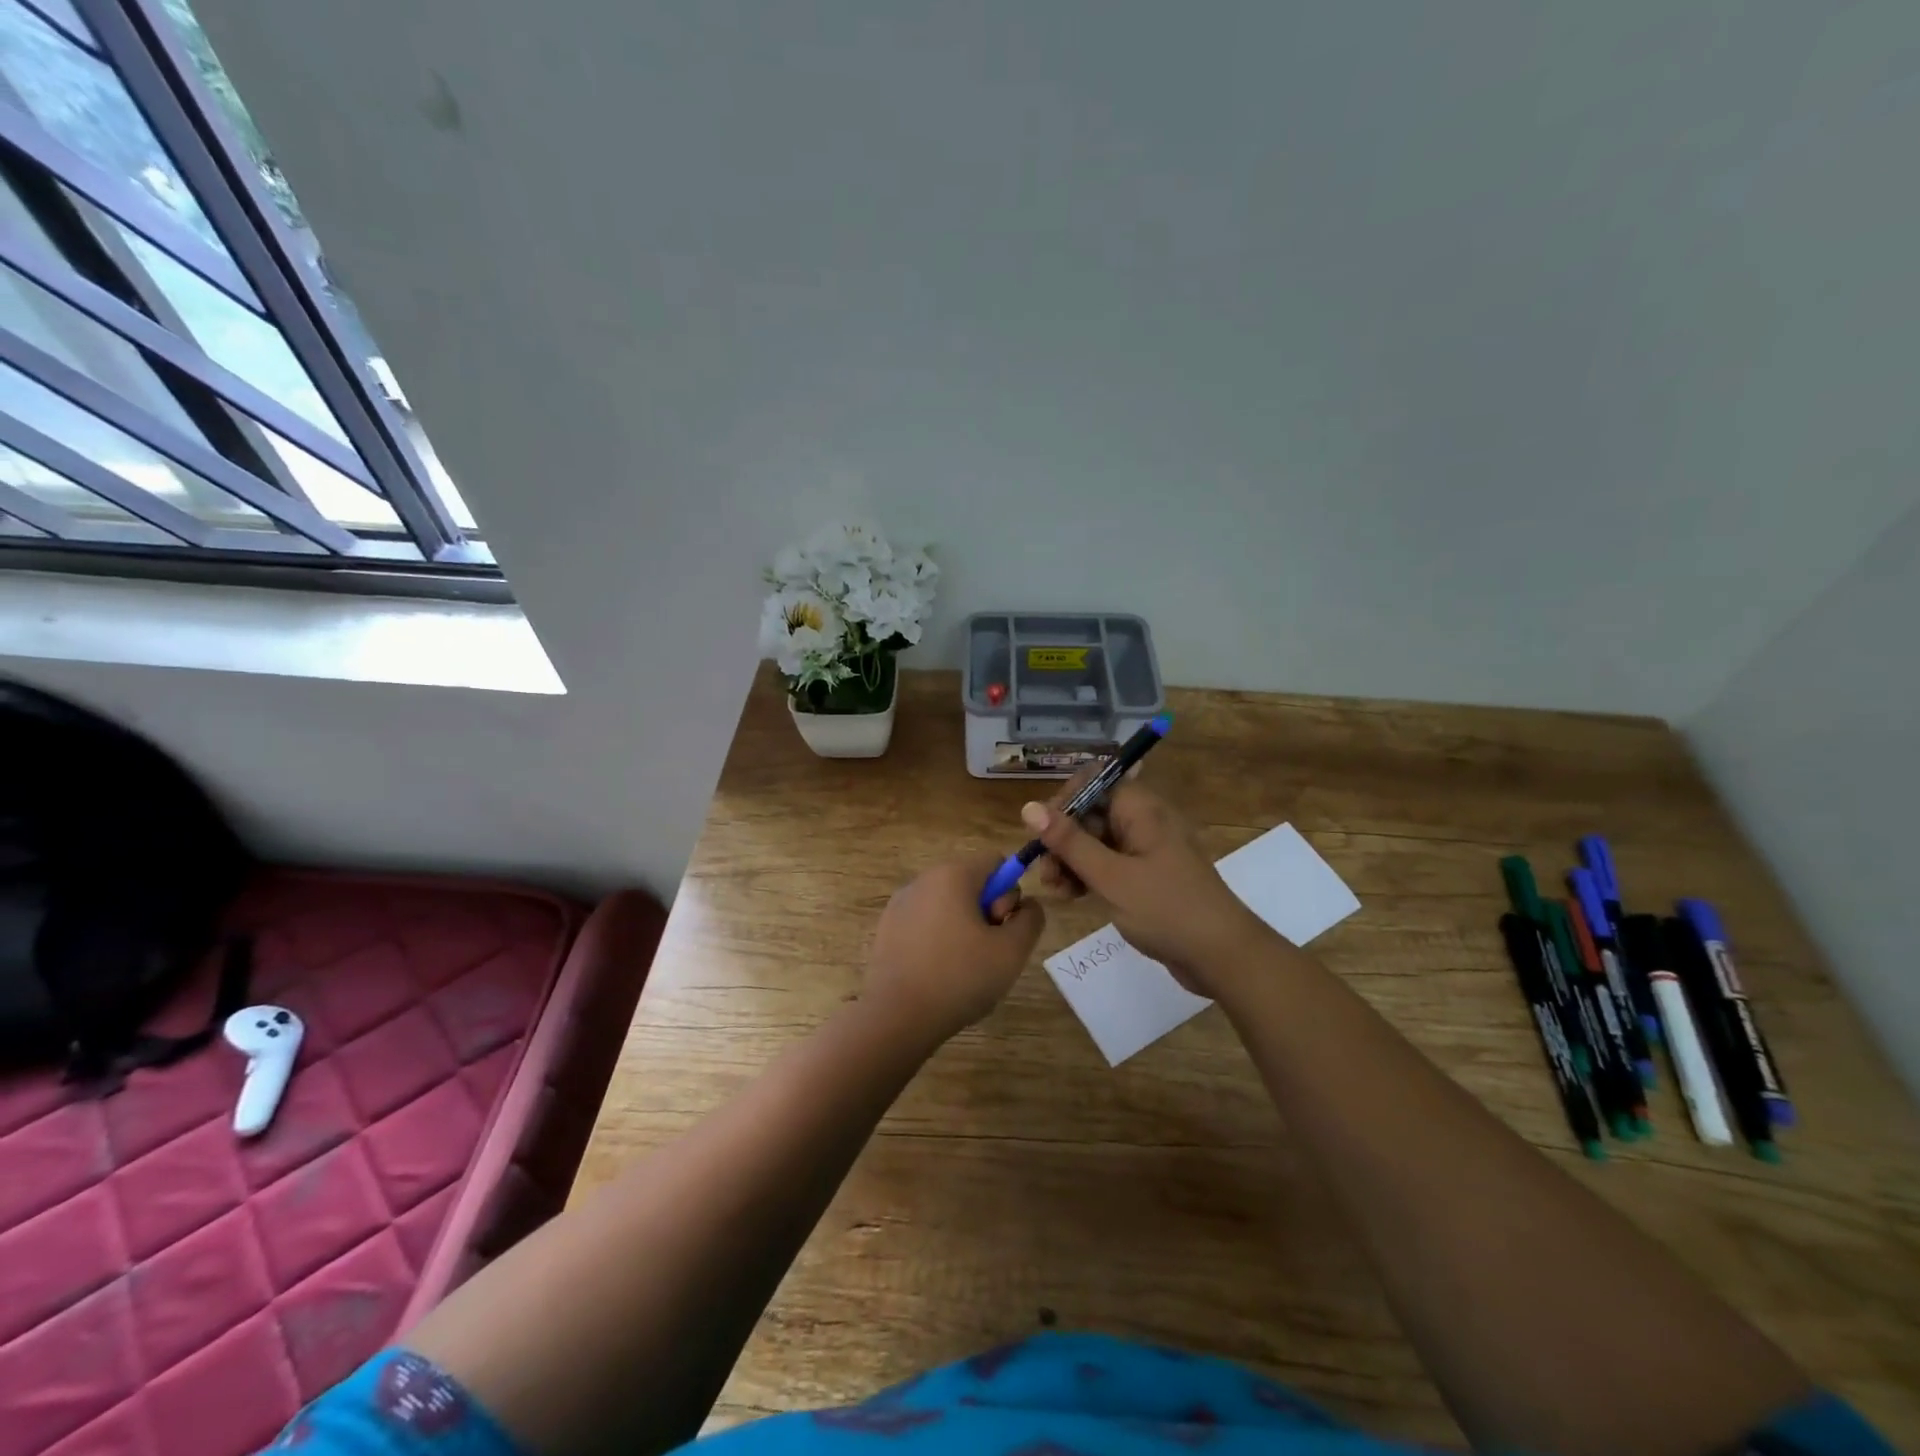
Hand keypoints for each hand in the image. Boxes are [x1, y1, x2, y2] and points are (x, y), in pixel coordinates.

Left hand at [863, 854, 1046, 1040]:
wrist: (896, 1017)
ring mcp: (900, 903)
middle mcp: (923, 879)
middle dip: (987, 911)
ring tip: (962, 968)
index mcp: (953, 874)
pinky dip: (938, 939)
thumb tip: (1027, 905)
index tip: (1001, 928)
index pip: (996, 862)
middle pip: (971, 882)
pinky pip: (925, 922)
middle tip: (986, 951)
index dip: (1009, 893)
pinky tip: (937, 973)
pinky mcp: (886, 928)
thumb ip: (1031, 919)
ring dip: (964, 927)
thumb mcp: (1013, 951)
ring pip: (948, 904)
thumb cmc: (959, 978)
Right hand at [1022, 775, 1269, 996]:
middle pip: (1091, 813)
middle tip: (1045, 873)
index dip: (1064, 802)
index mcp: (1140, 809)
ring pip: (1096, 842)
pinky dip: (1088, 876)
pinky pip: (1109, 864)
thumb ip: (1069, 842)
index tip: (1042, 832)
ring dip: (1071, 861)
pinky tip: (1072, 897)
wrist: (1223, 956)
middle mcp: (1144, 821)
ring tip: (1056, 891)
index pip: (1092, 782)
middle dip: (1062, 839)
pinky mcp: (1147, 876)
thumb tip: (1029, 807)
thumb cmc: (1167, 909)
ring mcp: (1146, 850)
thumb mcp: (1111, 876)